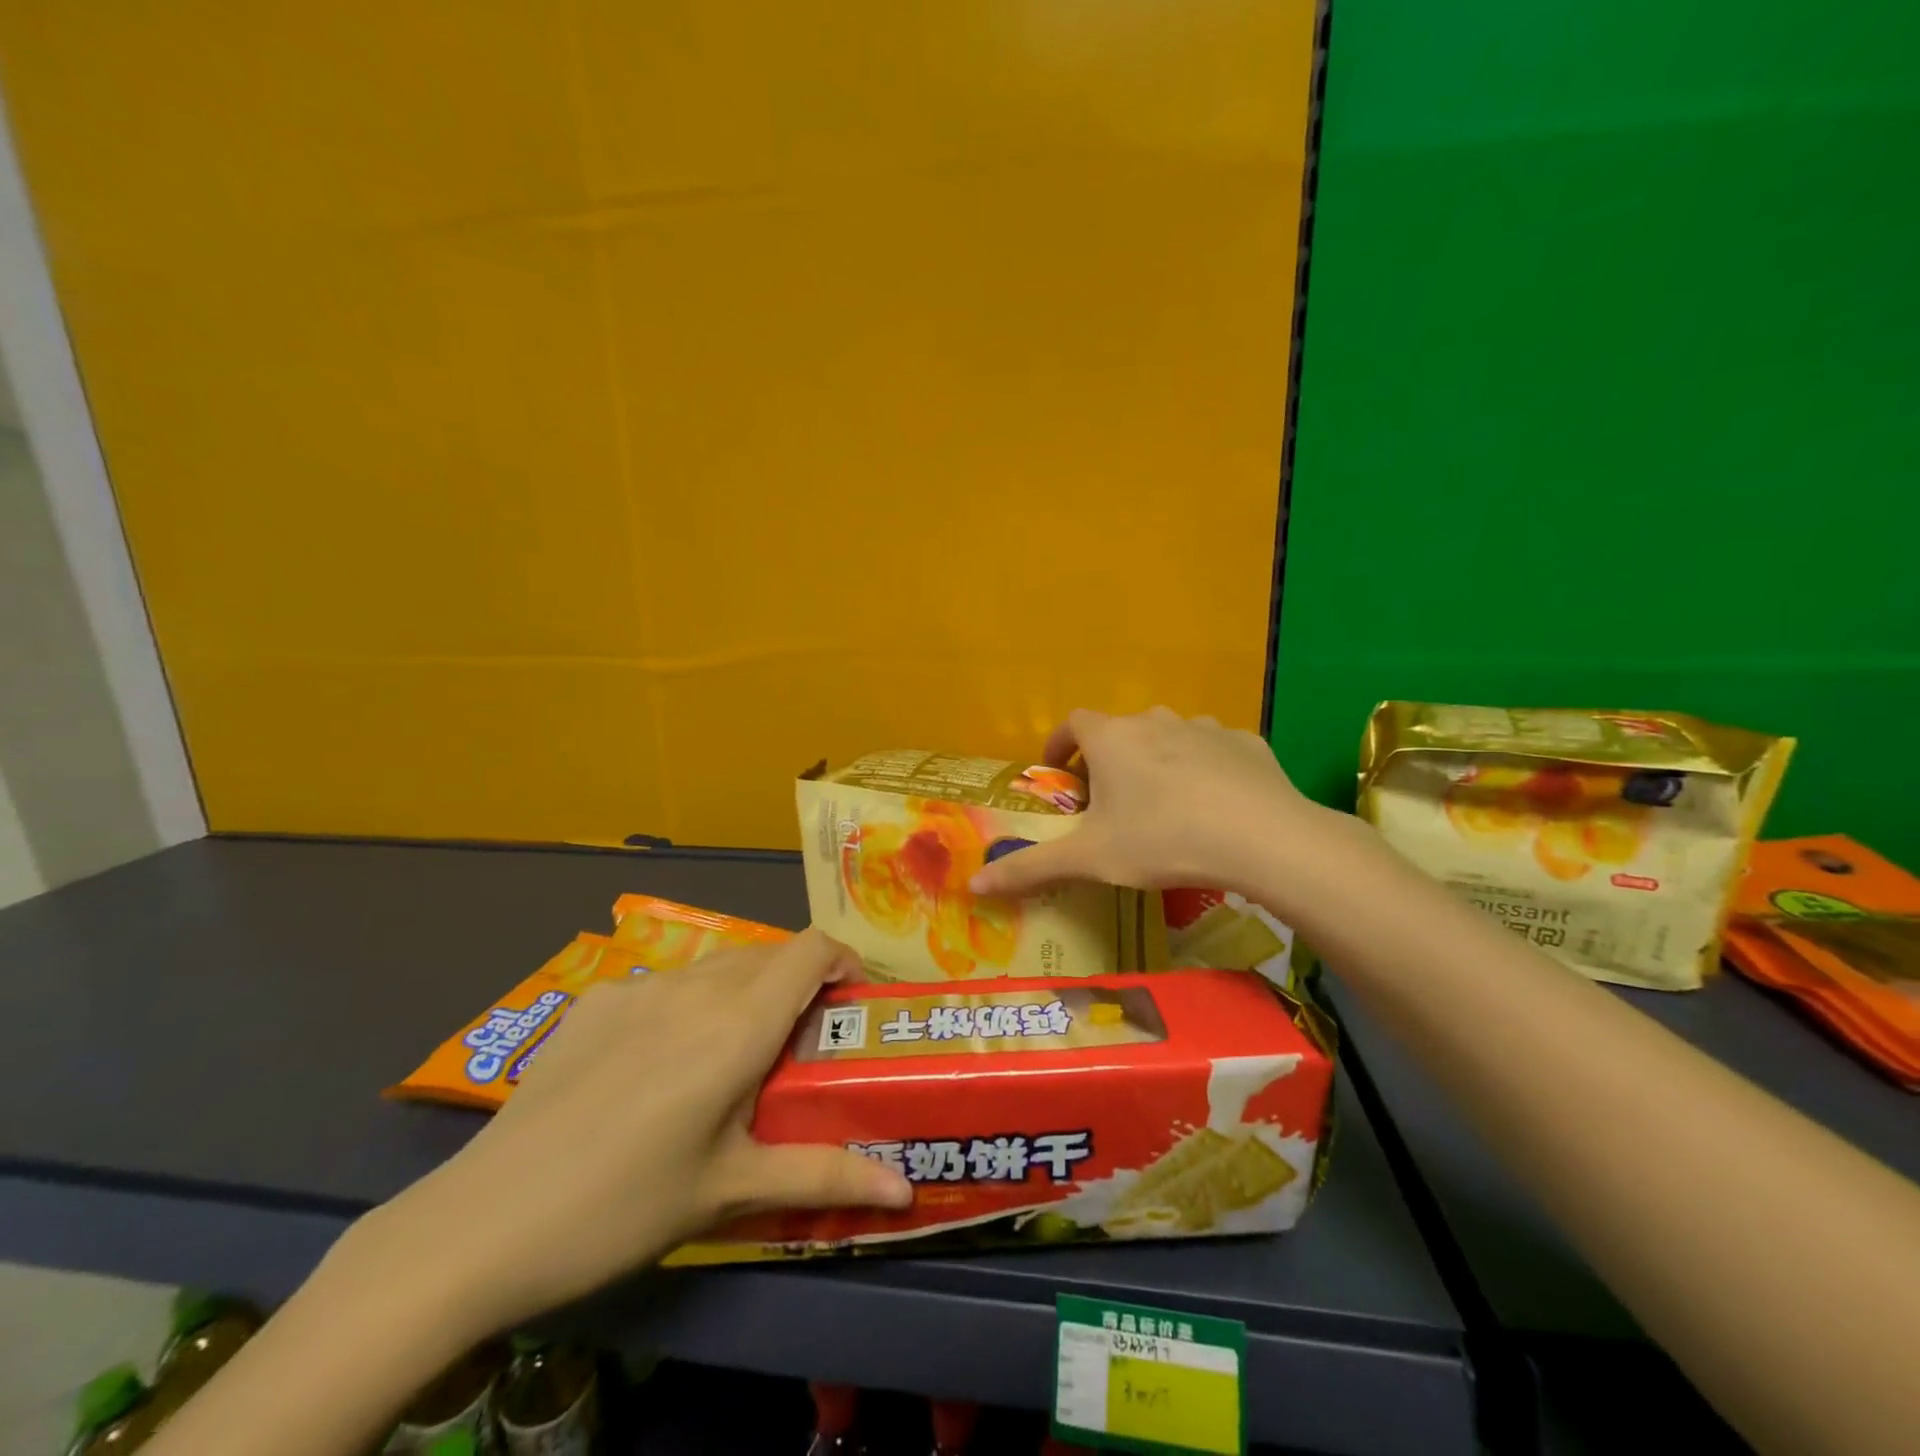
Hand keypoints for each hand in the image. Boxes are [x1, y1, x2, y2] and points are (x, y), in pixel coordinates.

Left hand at [354, 930, 912, 1342]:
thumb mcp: (730, 1194)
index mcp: (737, 1025)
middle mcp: (694, 986)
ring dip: (745, 991)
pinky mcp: (595, 998)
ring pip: (718, 965)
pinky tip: (657, 1064)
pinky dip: (689, 1002)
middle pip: (770, 954)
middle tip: (799, 1044)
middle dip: (798, 983)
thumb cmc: (623, 1207)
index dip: (843, 960)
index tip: (850, 1004)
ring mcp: (638, 985)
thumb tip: (906, 1192)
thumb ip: (824, 1177)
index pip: (811, 949)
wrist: (479, 1224)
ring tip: (732, 1054)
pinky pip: (666, 982)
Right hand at [969, 707, 1331, 904]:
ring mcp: (1204, 727)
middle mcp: (1154, 721)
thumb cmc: (1162, 840)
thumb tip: (973, 886)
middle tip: (1109, 803)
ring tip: (1162, 804)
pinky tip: (1213, 804)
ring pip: (1168, 737)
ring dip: (1157, 760)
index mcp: (1112, 739)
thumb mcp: (1090, 860)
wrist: (1262, 838)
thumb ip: (1029, 868)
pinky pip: (1213, 750)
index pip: (1072, 723)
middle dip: (1107, 760)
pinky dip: (1204, 768)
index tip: (1059, 775)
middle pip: (1120, 731)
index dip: (1060, 745)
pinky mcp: (1245, 743)